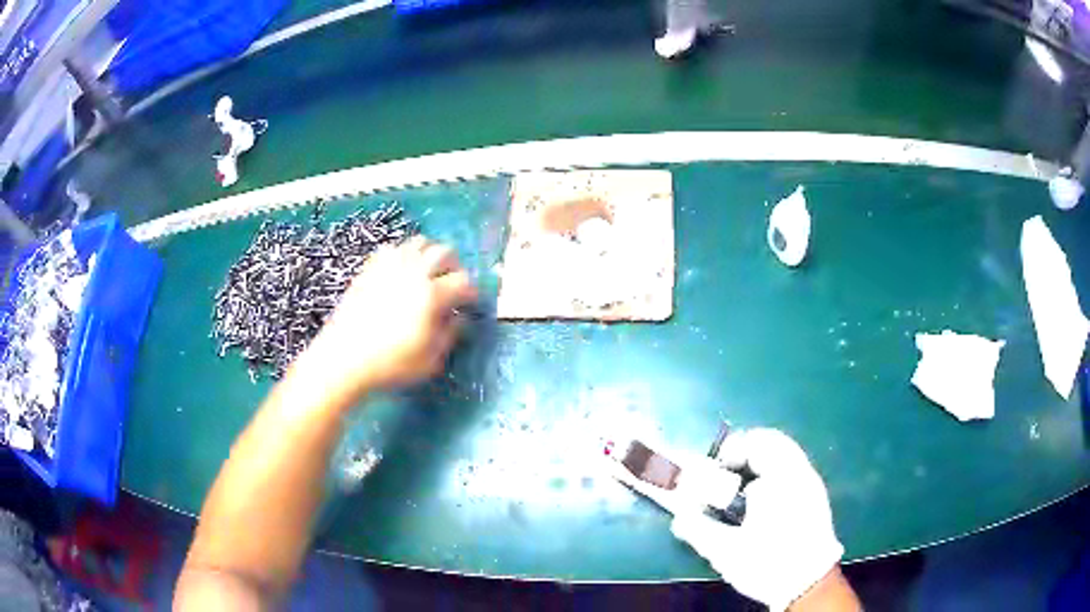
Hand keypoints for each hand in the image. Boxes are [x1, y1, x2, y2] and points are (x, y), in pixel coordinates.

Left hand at [302, 236, 477, 395]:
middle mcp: (413, 272)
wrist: (344, 357)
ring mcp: (389, 266)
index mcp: (431, 295)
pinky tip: (401, 273)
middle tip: (452, 284)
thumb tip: (459, 318)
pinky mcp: (371, 268)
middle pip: (444, 252)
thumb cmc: (391, 364)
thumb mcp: (430, 360)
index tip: (470, 304)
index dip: (471, 292)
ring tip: (428, 274)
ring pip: (420, 242)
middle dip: (454, 266)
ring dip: (430, 255)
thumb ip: (450, 335)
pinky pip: (393, 249)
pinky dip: (404, 255)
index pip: (463, 281)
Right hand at [670, 429, 843, 610]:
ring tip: (741, 489)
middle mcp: (799, 472)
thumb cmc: (767, 563)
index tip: (715, 470)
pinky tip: (762, 502)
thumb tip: (678, 517)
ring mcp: (811, 483)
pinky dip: (774, 473)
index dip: (731, 450)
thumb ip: (698, 530)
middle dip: (746, 453)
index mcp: (780, 479)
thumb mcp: (726, 551)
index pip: (756, 442)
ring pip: (785, 454)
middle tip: (726, 474)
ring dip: (760, 462)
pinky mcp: (816, 496)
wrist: (808, 583)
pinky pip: (793, 469)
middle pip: (772, 442)